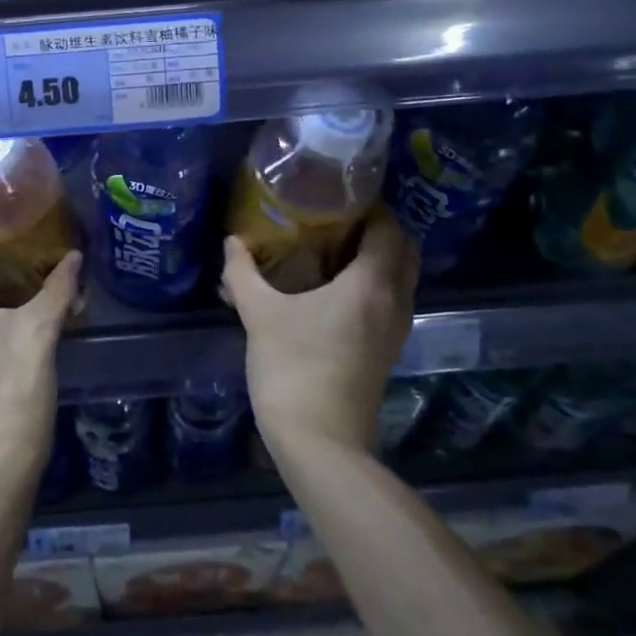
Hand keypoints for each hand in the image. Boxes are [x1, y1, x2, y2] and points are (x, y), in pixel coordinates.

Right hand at [223, 207, 419, 453]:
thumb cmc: (292, 366)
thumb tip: (232, 241)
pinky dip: (373, 283)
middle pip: (403, 250)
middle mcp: (394, 301)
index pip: (388, 228)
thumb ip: (242, 272)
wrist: (320, 441)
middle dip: (377, 229)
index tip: (337, 195)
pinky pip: (390, 300)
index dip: (369, 206)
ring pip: (401, 277)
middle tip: (336, 218)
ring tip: (332, 248)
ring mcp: (395, 329)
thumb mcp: (259, 313)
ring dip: (377, 257)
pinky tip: (333, 287)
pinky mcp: (386, 350)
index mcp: (371, 283)